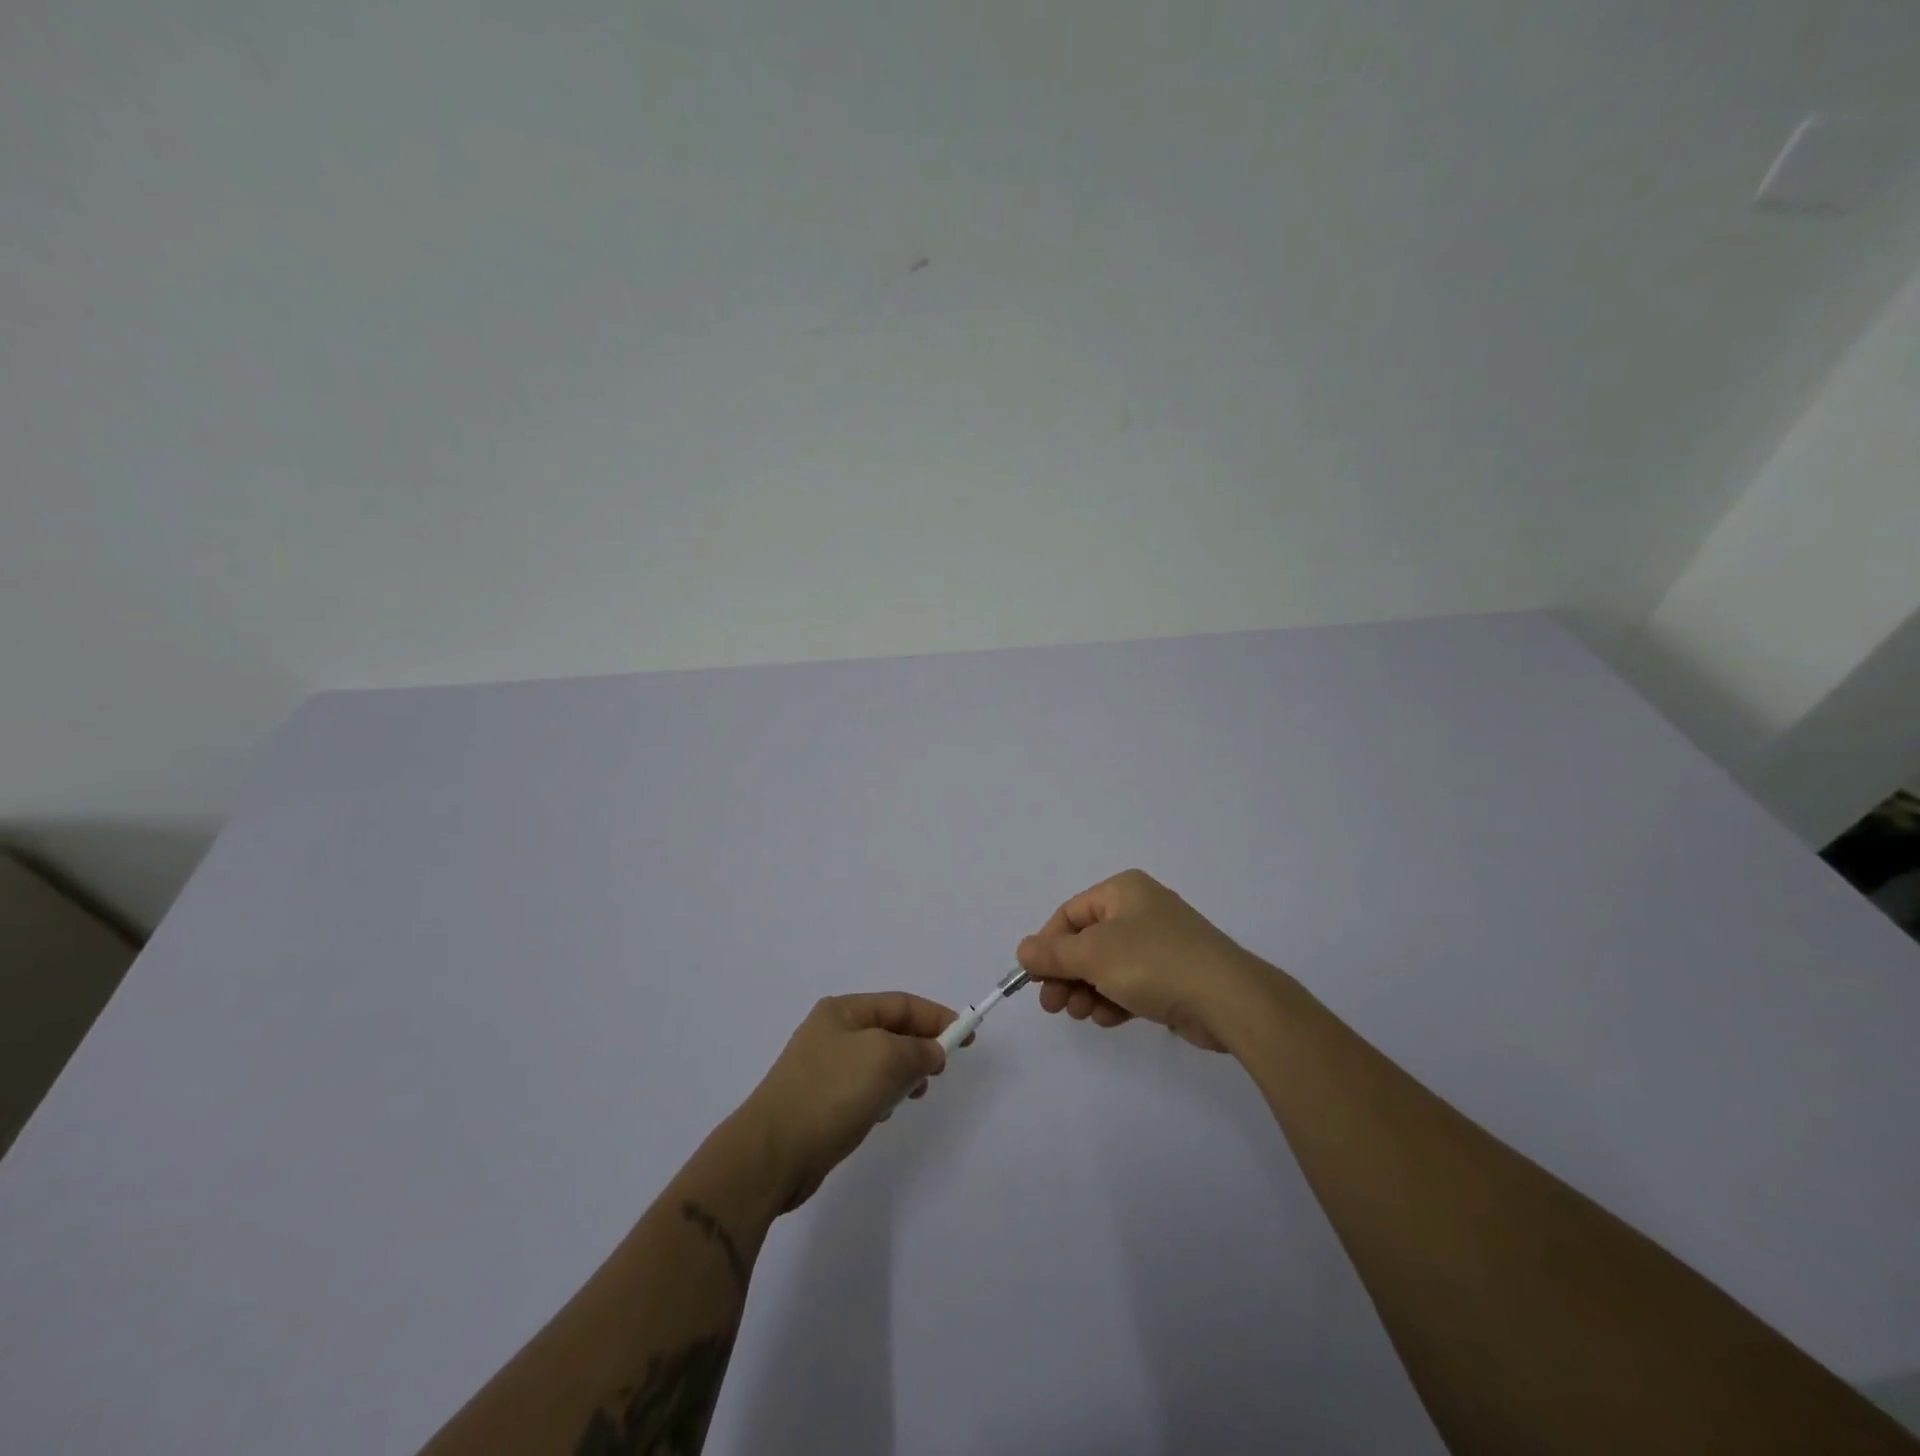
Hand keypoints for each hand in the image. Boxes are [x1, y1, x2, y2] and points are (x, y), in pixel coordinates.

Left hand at [738, 992, 957, 1210]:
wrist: (771, 1154)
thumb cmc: (830, 1094)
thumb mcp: (884, 1060)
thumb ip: (918, 1050)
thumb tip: (932, 1052)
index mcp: (843, 1010)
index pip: (901, 1004)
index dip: (937, 1017)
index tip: (967, 1037)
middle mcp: (832, 1031)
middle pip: (891, 1030)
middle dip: (920, 1048)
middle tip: (939, 1071)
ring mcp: (824, 1067)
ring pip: (880, 1061)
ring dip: (902, 1075)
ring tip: (912, 1095)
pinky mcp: (821, 1100)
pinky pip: (864, 1088)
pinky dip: (882, 1095)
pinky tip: (882, 1114)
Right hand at [1016, 870, 1266, 1051]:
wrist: (1227, 999)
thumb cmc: (1154, 962)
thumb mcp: (1094, 955)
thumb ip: (1053, 954)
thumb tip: (1022, 950)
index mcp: (1123, 891)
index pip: (1070, 914)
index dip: (1048, 945)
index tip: (1034, 978)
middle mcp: (1140, 910)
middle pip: (1086, 941)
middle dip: (1066, 974)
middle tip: (1052, 1005)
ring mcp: (1159, 943)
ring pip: (1107, 966)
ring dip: (1087, 990)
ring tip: (1080, 1013)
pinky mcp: (1173, 975)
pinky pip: (1131, 983)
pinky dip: (1114, 999)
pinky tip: (1107, 1018)